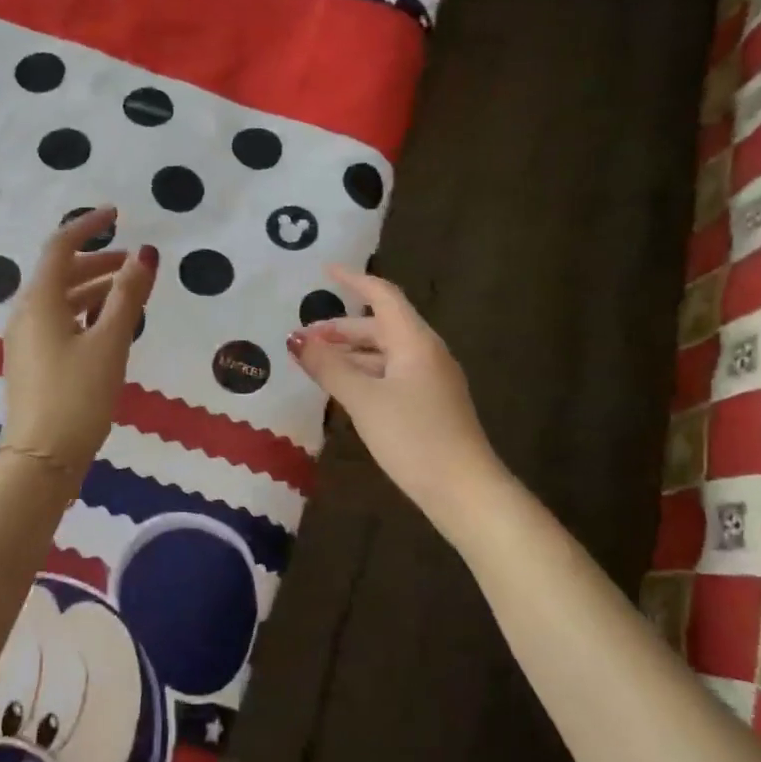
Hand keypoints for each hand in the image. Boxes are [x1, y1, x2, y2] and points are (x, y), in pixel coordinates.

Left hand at [1, 207, 157, 478]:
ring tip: (129, 296)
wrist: (42, 459)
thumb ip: (128, 296)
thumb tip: (146, 253)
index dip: (88, 226)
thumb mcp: (110, 343)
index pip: (60, 247)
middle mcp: (26, 314)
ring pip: (60, 300)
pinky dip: (84, 314)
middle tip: (135, 266)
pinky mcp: (31, 363)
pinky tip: (107, 329)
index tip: (118, 215)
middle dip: (97, 262)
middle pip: (60, 274)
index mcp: (40, 301)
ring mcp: (25, 340)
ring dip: (93, 290)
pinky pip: (58, 323)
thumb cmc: (78, 396)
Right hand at [288, 266, 502, 519]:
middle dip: (341, 328)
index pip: (382, 295)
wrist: (463, 490)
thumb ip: (329, 367)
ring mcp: (430, 380)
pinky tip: (343, 390)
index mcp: (415, 341)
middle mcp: (425, 352)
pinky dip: (364, 374)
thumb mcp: (364, 400)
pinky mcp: (429, 404)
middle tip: (303, 338)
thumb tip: (296, 340)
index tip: (324, 271)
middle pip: (380, 326)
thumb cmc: (413, 437)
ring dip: (350, 353)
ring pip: (384, 354)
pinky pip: (391, 375)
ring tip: (314, 364)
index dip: (353, 280)